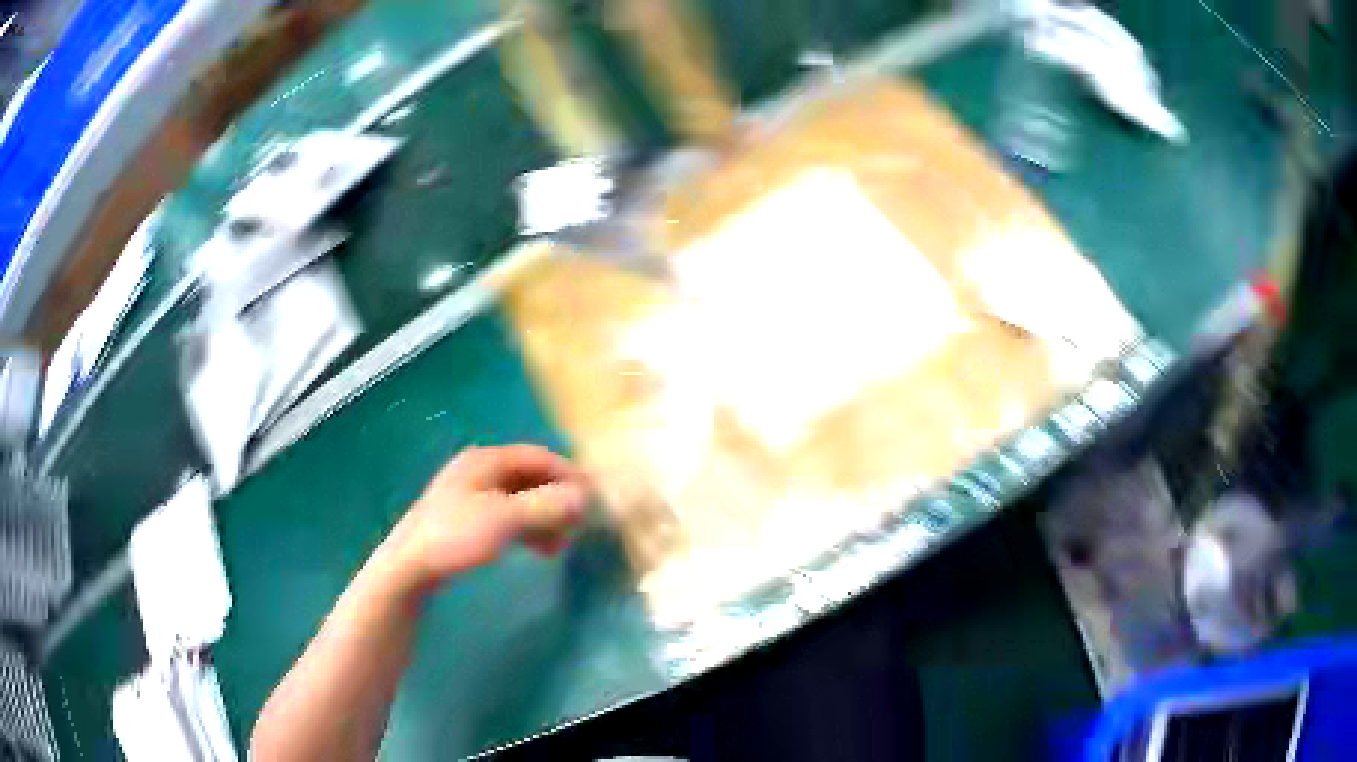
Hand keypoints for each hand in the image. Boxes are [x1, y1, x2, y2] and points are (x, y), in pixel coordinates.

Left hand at [380, 445, 591, 595]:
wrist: (409, 566)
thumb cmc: (456, 536)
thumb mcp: (506, 519)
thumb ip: (546, 505)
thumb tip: (585, 497)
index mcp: (486, 461)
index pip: (537, 456)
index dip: (567, 474)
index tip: (593, 496)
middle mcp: (479, 471)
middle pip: (529, 477)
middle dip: (557, 499)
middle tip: (579, 523)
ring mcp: (470, 496)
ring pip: (519, 499)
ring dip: (544, 517)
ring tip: (561, 543)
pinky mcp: (465, 520)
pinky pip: (507, 516)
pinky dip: (528, 528)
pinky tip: (538, 548)